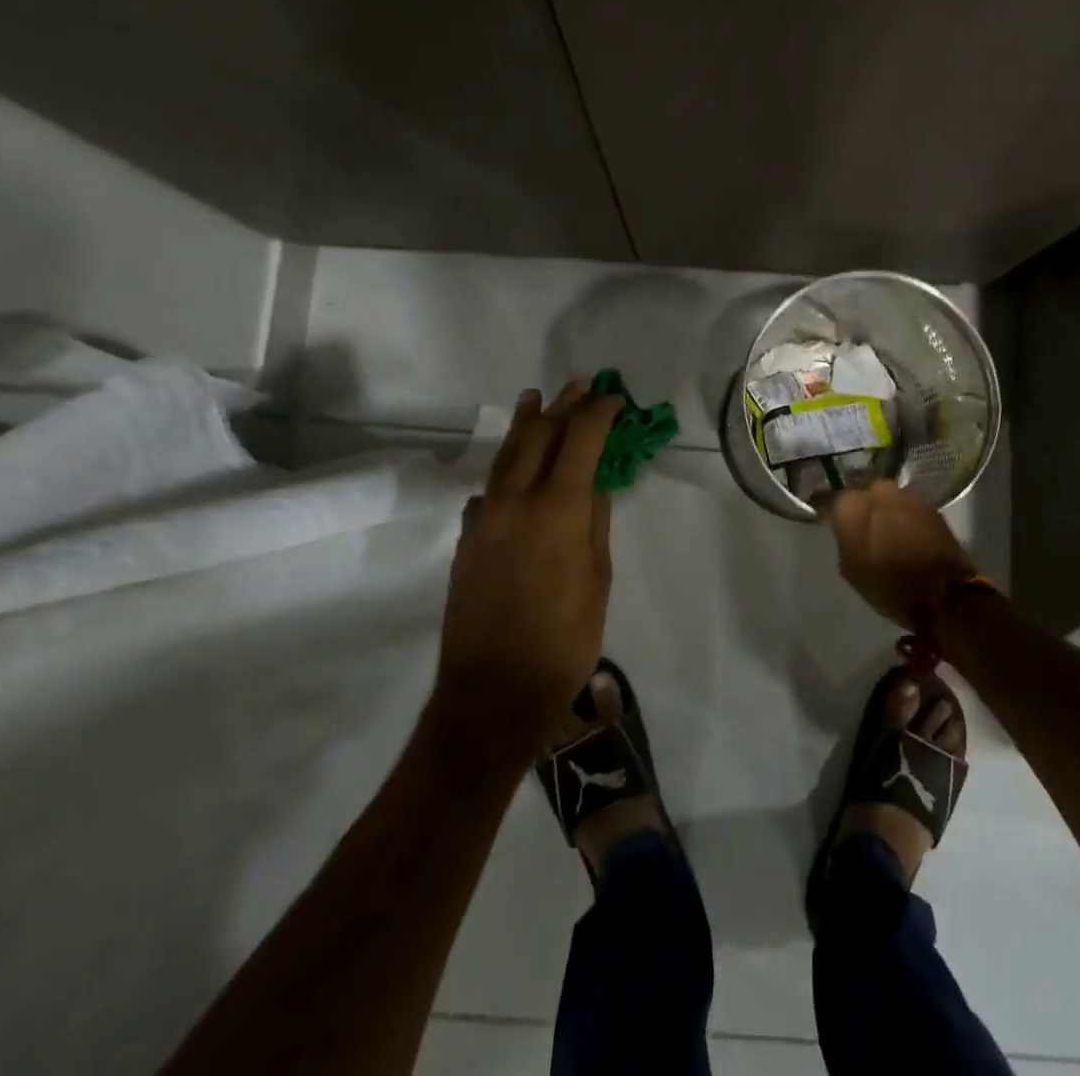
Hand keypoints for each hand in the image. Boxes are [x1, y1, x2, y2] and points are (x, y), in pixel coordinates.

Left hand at [435, 380, 621, 750]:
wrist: (492, 692)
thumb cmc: (563, 641)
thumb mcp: (597, 579)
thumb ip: (594, 522)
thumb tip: (593, 483)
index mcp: (556, 508)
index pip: (580, 441)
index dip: (599, 414)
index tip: (614, 399)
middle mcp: (515, 501)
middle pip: (538, 436)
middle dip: (562, 407)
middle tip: (581, 386)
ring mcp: (484, 518)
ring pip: (506, 456)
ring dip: (525, 424)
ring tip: (535, 399)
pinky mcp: (466, 540)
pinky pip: (488, 491)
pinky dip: (506, 471)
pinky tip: (513, 472)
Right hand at [826, 479, 976, 628]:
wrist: (942, 592)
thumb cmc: (887, 585)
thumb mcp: (850, 569)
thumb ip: (845, 541)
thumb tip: (850, 532)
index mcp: (850, 505)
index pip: (831, 500)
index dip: (831, 511)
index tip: (831, 520)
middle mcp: (876, 490)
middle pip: (863, 493)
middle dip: (862, 506)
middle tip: (863, 525)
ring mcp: (906, 494)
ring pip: (888, 497)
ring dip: (886, 509)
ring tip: (888, 529)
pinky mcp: (930, 504)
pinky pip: (909, 506)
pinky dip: (906, 516)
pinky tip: (907, 532)